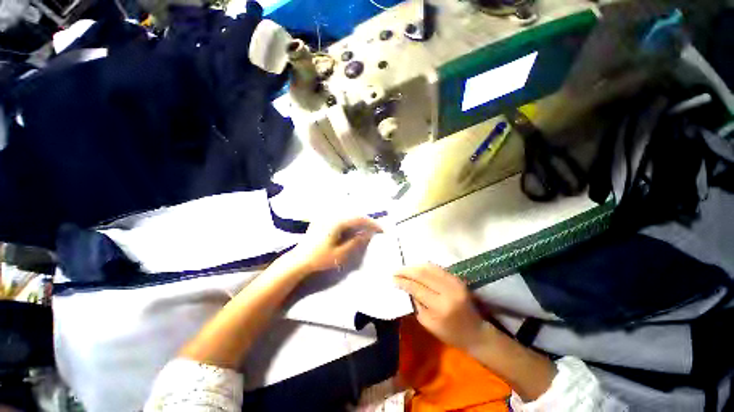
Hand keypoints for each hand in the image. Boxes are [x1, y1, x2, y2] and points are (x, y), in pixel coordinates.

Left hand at [281, 217, 381, 274]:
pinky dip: (350, 222)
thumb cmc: (320, 258)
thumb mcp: (340, 253)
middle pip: (354, 215)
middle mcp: (332, 216)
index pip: (359, 219)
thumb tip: (368, 234)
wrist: (299, 260)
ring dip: (358, 221)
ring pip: (348, 215)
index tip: (381, 229)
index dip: (372, 223)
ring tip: (367, 229)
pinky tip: (353, 228)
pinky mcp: (323, 221)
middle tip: (376, 229)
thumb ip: (356, 242)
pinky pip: (341, 218)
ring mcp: (326, 217)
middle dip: (366, 221)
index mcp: (337, 222)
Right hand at [394, 264, 487, 351]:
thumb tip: (405, 287)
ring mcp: (455, 282)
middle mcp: (448, 291)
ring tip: (404, 268)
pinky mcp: (458, 279)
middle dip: (406, 271)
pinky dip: (425, 267)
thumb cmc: (450, 333)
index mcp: (440, 306)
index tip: (392, 279)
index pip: (417, 288)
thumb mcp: (428, 323)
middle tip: (395, 271)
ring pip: (429, 267)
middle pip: (422, 274)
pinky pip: (437, 268)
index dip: (403, 282)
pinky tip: (416, 268)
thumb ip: (416, 303)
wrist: (476, 332)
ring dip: (414, 266)